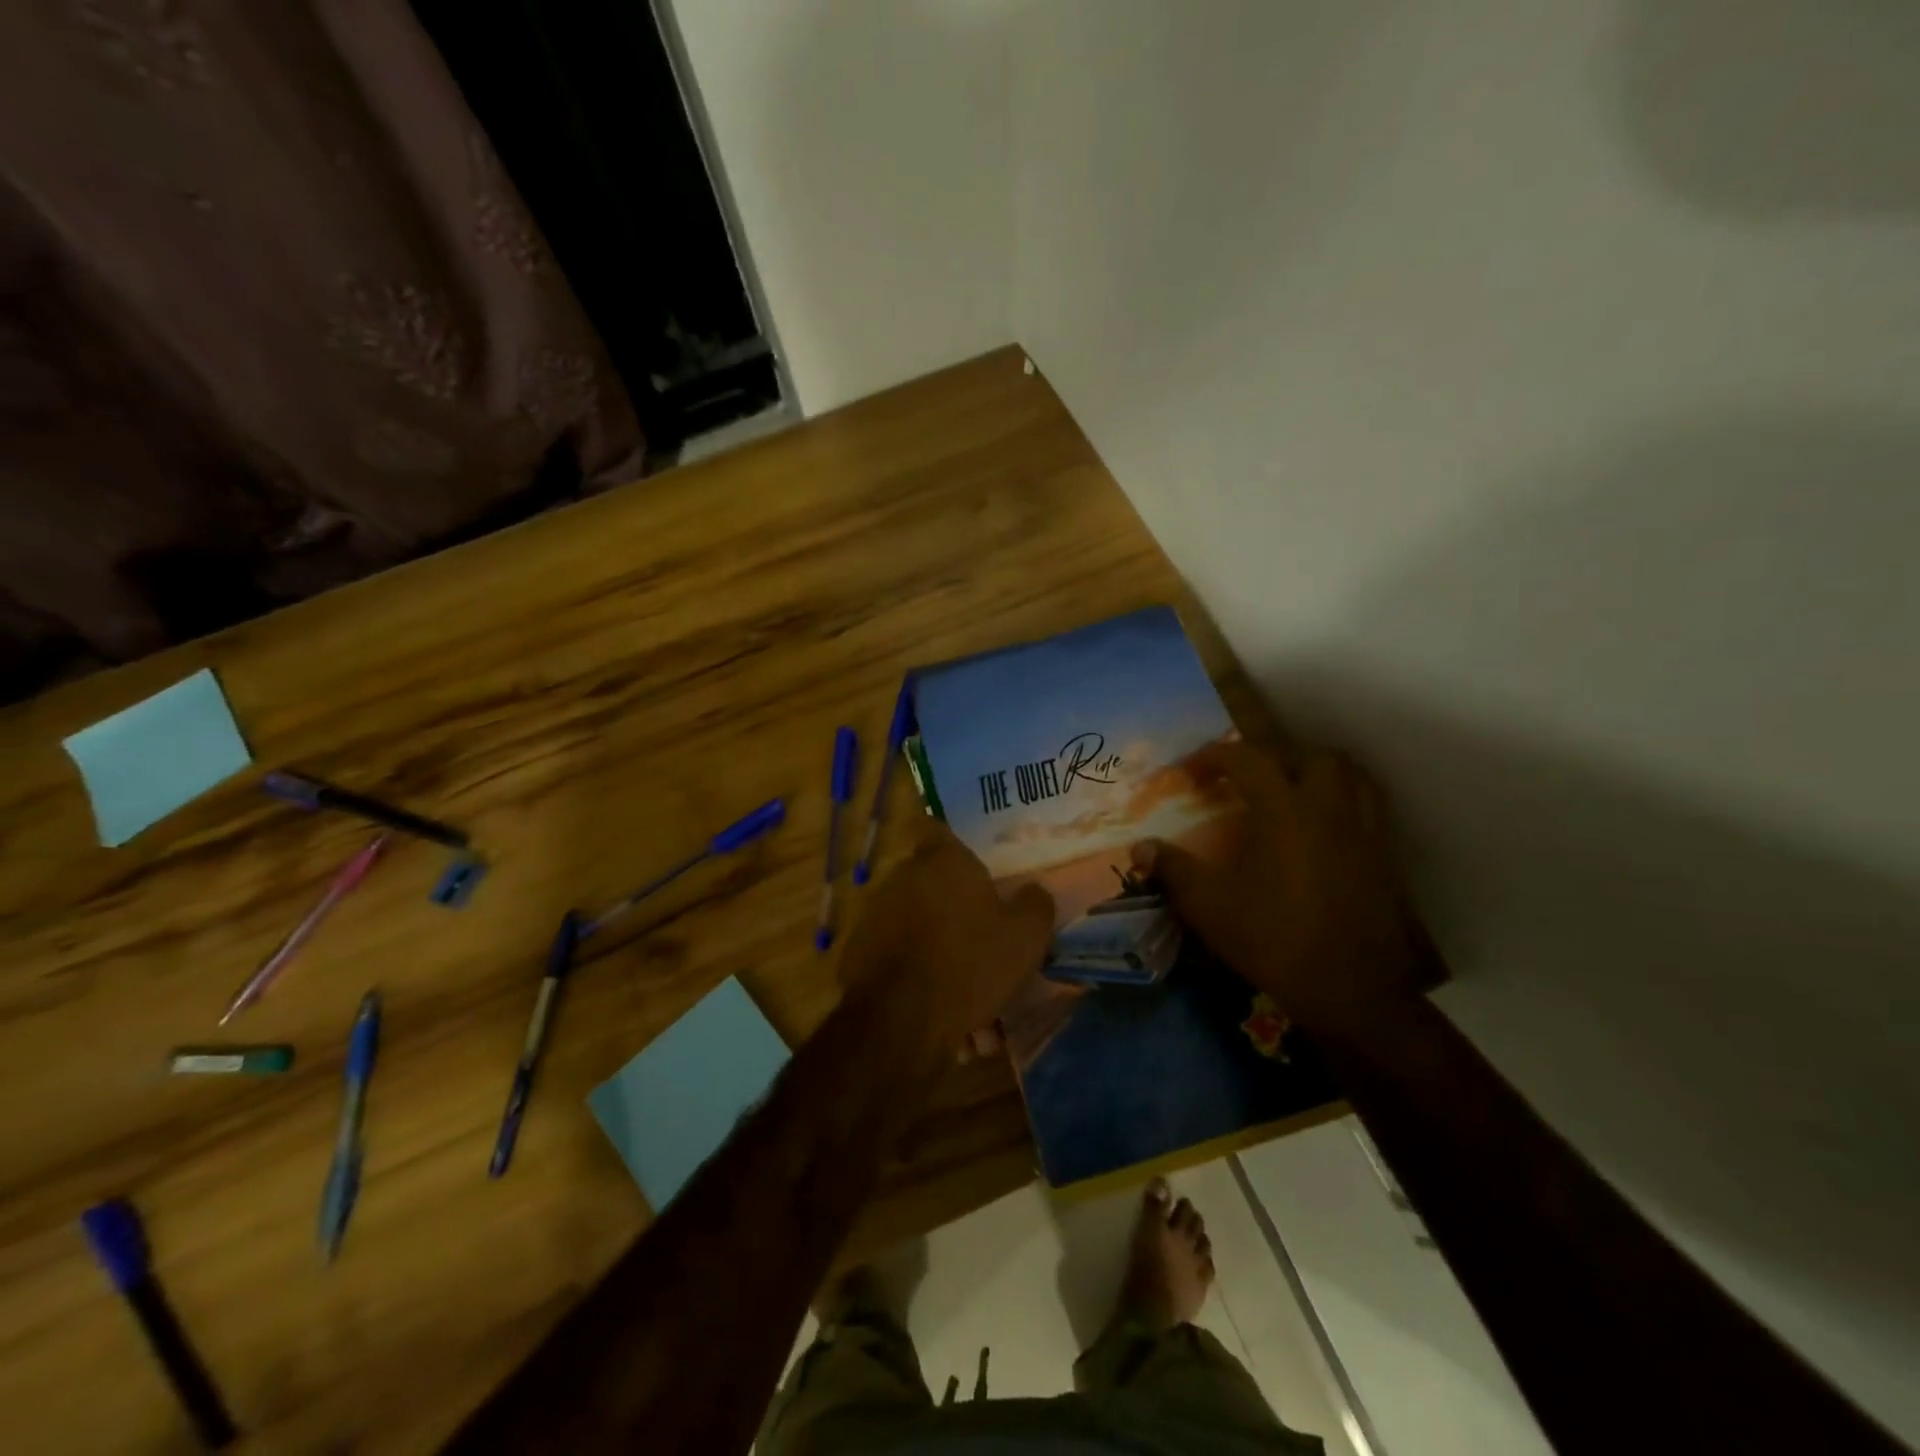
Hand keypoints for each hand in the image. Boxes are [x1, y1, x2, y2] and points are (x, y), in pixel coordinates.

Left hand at [838, 819, 1055, 1062]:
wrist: (899, 1018)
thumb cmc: (968, 965)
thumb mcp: (1024, 939)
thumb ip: (1035, 905)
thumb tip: (1034, 891)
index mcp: (944, 860)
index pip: (939, 828)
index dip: (954, 842)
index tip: (972, 862)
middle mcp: (903, 874)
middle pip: (927, 874)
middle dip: (948, 895)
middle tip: (974, 924)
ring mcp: (875, 909)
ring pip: (909, 911)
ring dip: (928, 929)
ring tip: (953, 967)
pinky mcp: (857, 946)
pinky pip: (890, 944)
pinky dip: (907, 959)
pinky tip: (926, 990)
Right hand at [1132, 740, 1417, 1035]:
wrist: (1352, 989)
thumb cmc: (1274, 939)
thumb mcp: (1209, 906)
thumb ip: (1173, 870)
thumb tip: (1140, 847)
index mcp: (1283, 810)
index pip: (1247, 759)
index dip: (1214, 757)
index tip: (1190, 772)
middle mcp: (1328, 808)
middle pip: (1306, 755)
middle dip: (1271, 757)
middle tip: (1245, 778)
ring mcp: (1364, 831)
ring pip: (1348, 774)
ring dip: (1315, 770)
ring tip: (1290, 790)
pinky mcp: (1384, 857)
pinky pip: (1367, 806)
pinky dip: (1343, 800)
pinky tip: (1322, 827)